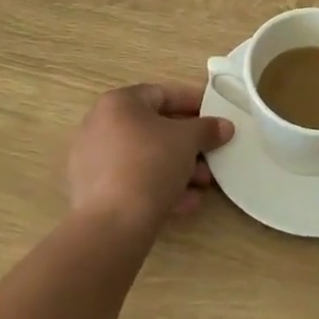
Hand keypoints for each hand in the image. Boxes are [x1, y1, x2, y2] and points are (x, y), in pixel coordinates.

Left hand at [67, 83, 233, 234]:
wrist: (112, 224)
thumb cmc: (150, 164)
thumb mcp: (187, 141)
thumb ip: (207, 129)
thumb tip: (224, 126)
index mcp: (118, 103)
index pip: (163, 94)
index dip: (193, 102)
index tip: (216, 114)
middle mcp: (100, 125)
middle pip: (154, 128)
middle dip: (188, 143)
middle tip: (212, 154)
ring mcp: (93, 160)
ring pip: (145, 157)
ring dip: (178, 168)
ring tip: (203, 184)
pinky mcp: (93, 191)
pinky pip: (132, 180)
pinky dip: (158, 187)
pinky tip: (185, 203)